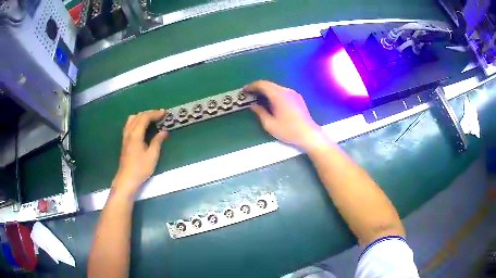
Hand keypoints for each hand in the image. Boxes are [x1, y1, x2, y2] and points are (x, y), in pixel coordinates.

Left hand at [112, 109, 167, 196]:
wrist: (126, 179)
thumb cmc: (140, 168)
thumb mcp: (152, 156)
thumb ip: (157, 141)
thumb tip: (164, 132)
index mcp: (136, 134)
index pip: (145, 118)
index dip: (155, 113)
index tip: (164, 113)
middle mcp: (129, 132)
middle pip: (138, 116)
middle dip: (149, 113)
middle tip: (160, 114)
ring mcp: (125, 136)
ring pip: (132, 119)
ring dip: (142, 115)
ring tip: (151, 119)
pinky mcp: (124, 141)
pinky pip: (129, 124)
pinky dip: (137, 120)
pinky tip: (141, 126)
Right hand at [245, 80, 325, 150]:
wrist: (308, 134)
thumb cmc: (288, 130)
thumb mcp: (270, 124)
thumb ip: (260, 112)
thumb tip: (253, 105)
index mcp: (279, 95)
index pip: (262, 84)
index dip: (252, 86)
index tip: (244, 90)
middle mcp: (286, 91)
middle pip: (269, 84)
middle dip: (258, 88)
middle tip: (249, 95)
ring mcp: (293, 93)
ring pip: (276, 88)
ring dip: (266, 91)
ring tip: (259, 99)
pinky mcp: (297, 97)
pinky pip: (282, 92)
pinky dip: (274, 94)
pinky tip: (271, 103)